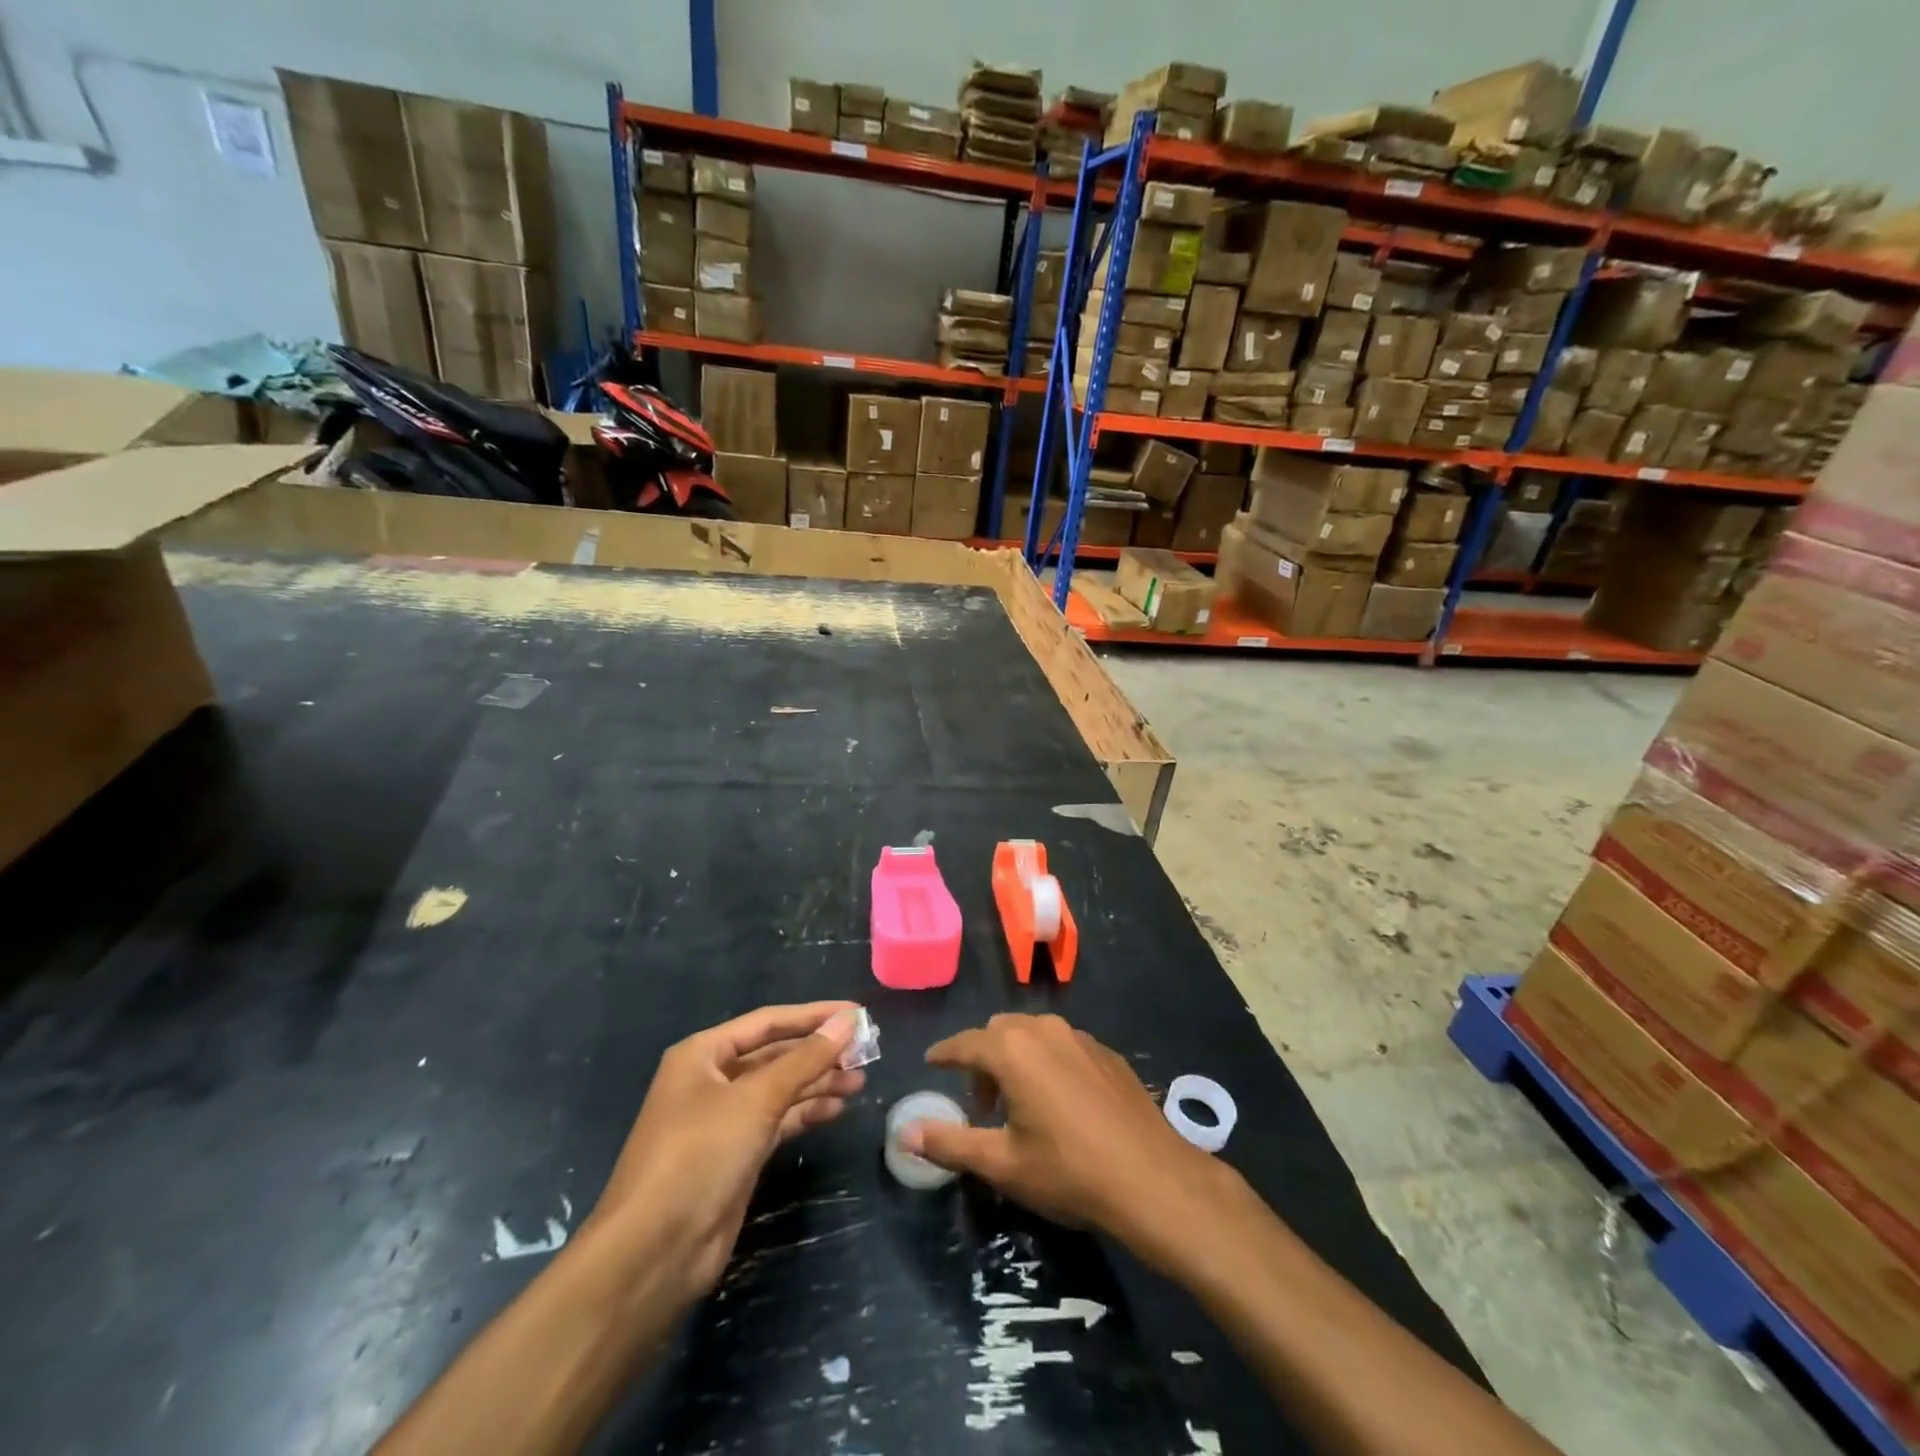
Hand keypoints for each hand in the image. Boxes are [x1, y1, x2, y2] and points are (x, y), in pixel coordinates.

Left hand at [587, 1002, 866, 1307]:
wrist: (654, 1252)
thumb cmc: (700, 1155)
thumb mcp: (756, 1099)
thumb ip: (806, 1059)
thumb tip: (848, 1021)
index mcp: (704, 1054)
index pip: (768, 1021)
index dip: (814, 1015)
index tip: (857, 1013)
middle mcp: (712, 1079)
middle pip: (775, 1054)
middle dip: (819, 1052)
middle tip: (866, 1052)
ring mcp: (724, 1118)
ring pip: (780, 1088)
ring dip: (818, 1082)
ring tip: (860, 1081)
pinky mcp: (736, 1153)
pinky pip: (778, 1119)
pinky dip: (806, 1111)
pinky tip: (837, 1108)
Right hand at [897, 1014, 1224, 1262]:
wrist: (1152, 1178)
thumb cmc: (1068, 1171)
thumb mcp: (1002, 1163)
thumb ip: (950, 1142)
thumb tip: (904, 1132)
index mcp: (1013, 1050)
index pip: (965, 1043)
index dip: (944, 1054)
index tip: (931, 1063)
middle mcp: (1044, 1030)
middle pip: (999, 1031)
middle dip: (982, 1059)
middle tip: (981, 1103)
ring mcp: (1081, 1037)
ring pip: (1033, 1033)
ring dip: (1016, 1058)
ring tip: (1019, 1104)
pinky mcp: (1107, 1053)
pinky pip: (1063, 1045)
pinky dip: (1048, 1062)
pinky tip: (1060, 1103)